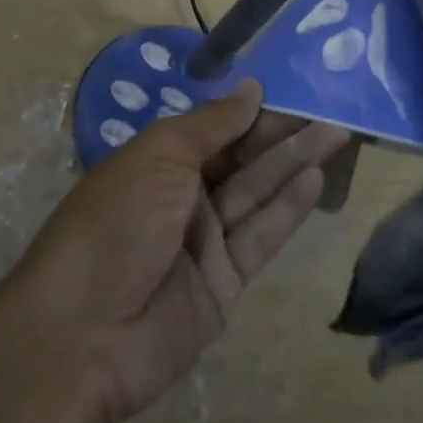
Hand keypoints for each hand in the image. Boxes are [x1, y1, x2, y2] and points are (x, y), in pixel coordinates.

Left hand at [12, 79, 350, 422]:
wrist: (84, 335)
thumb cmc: (117, 223)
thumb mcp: (159, 157)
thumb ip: (211, 125)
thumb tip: (251, 88)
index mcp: (156, 161)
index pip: (215, 127)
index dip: (253, 109)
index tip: (295, 87)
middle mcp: (181, 196)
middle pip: (240, 158)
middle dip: (282, 133)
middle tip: (330, 109)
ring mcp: (203, 240)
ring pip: (256, 192)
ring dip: (293, 163)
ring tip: (337, 133)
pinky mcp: (224, 282)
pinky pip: (260, 236)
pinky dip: (287, 208)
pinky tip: (315, 178)